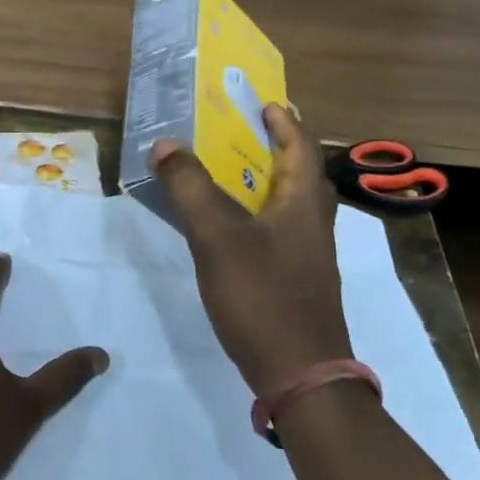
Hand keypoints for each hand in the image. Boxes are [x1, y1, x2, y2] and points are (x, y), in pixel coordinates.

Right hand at [149, 104, 350, 396]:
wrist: (301, 375)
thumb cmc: (263, 297)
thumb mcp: (217, 237)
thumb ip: (190, 189)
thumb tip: (166, 143)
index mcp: (303, 204)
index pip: (302, 148)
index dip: (286, 123)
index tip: (267, 104)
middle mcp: (313, 225)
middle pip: (302, 175)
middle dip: (278, 150)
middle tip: (246, 135)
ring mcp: (308, 258)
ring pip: (291, 206)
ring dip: (268, 183)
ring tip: (233, 175)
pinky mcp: (297, 283)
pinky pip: (280, 233)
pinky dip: (259, 216)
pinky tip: (232, 231)